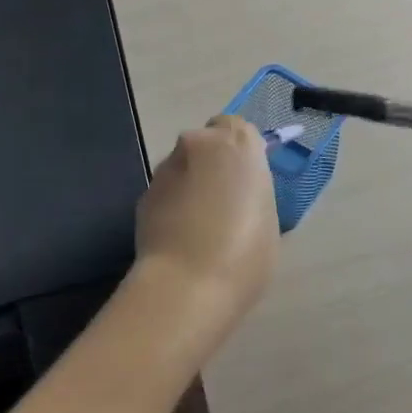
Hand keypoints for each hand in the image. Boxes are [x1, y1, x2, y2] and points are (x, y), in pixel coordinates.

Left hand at [135, 115, 279, 311]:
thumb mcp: (268, 218)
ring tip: (200, 228)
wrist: (187, 285)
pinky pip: (165, 193)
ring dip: (191, 186)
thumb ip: (252, 192)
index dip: (240, 152)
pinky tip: (180, 239)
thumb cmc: (245, 252)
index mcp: (238, 144)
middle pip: (206, 144)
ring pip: (183, 168)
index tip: (245, 178)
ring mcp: (166, 169)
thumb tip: (237, 195)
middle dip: (212, 165)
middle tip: (224, 203)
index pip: (237, 127)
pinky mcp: (143, 195)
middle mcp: (198, 145)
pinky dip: (172, 207)